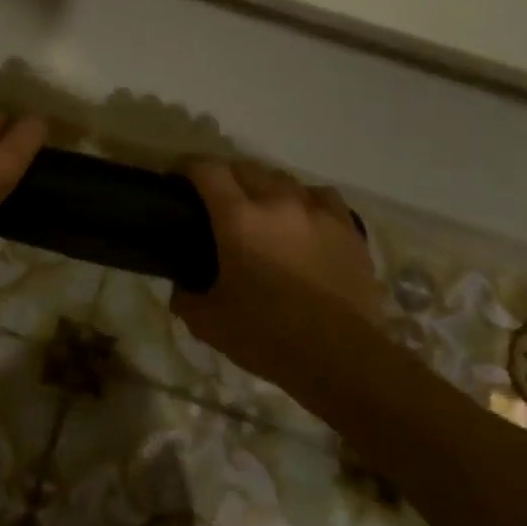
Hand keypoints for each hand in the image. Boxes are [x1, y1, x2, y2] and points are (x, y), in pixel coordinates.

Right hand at [175, 160, 381, 373]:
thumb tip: (182, 288)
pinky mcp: (349, 229)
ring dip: (266, 188)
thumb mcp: (208, 323)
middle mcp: (278, 203)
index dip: (187, 167)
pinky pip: (322, 197)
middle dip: (225, 176)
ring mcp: (318, 212)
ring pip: (285, 179)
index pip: (207, 170)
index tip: (177, 179)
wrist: (341, 358)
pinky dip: (305, 201)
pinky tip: (303, 221)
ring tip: (262, 210)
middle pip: (246, 167)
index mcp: (238, 219)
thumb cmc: (267, 336)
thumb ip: (186, 298)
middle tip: (216, 201)